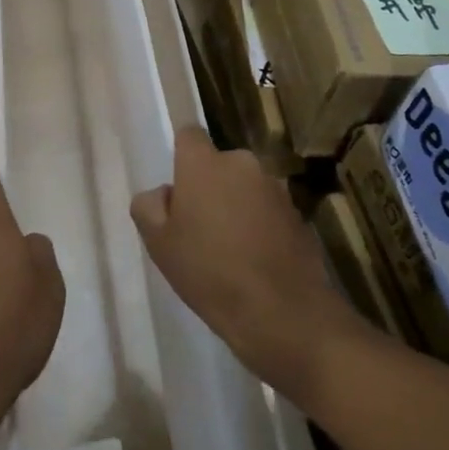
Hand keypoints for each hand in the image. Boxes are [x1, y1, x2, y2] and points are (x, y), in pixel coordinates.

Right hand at [132, 129, 378, 398]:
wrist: (284, 314)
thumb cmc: (210, 272)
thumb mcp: (159, 244)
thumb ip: (149, 206)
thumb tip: (164, 194)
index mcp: (204, 163)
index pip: (188, 135)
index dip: (182, 158)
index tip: (179, 191)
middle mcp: (241, 163)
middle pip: (218, 165)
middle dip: (210, 187)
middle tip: (200, 229)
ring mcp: (274, 188)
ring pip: (244, 188)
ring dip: (237, 206)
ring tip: (231, 251)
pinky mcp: (298, 214)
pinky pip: (268, 211)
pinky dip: (260, 226)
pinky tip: (256, 262)